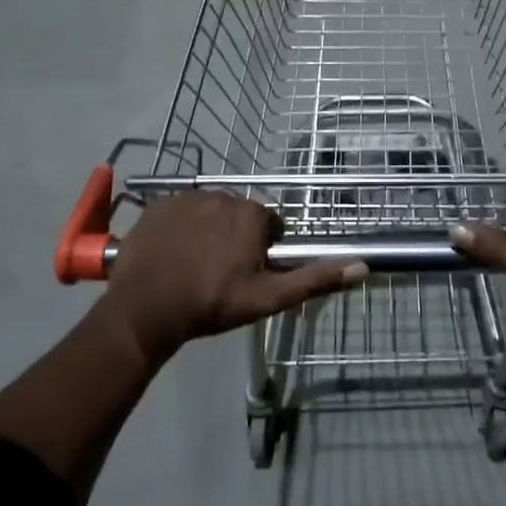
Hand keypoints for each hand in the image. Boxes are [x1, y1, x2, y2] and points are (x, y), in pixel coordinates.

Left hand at [103, 191, 365, 357]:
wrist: (144, 309)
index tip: (247, 274)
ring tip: (195, 263)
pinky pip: (181, 209)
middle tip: (221, 272)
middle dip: (237, 237)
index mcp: (251, 215)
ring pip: (211, 211)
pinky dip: (182, 225)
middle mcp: (223, 195)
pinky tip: (173, 252)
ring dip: (210, 230)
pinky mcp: (159, 203)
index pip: (269, 225)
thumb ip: (313, 279)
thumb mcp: (267, 298)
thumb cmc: (210, 304)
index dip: (262, 250)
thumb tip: (361, 266)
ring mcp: (187, 197)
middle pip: (241, 215)